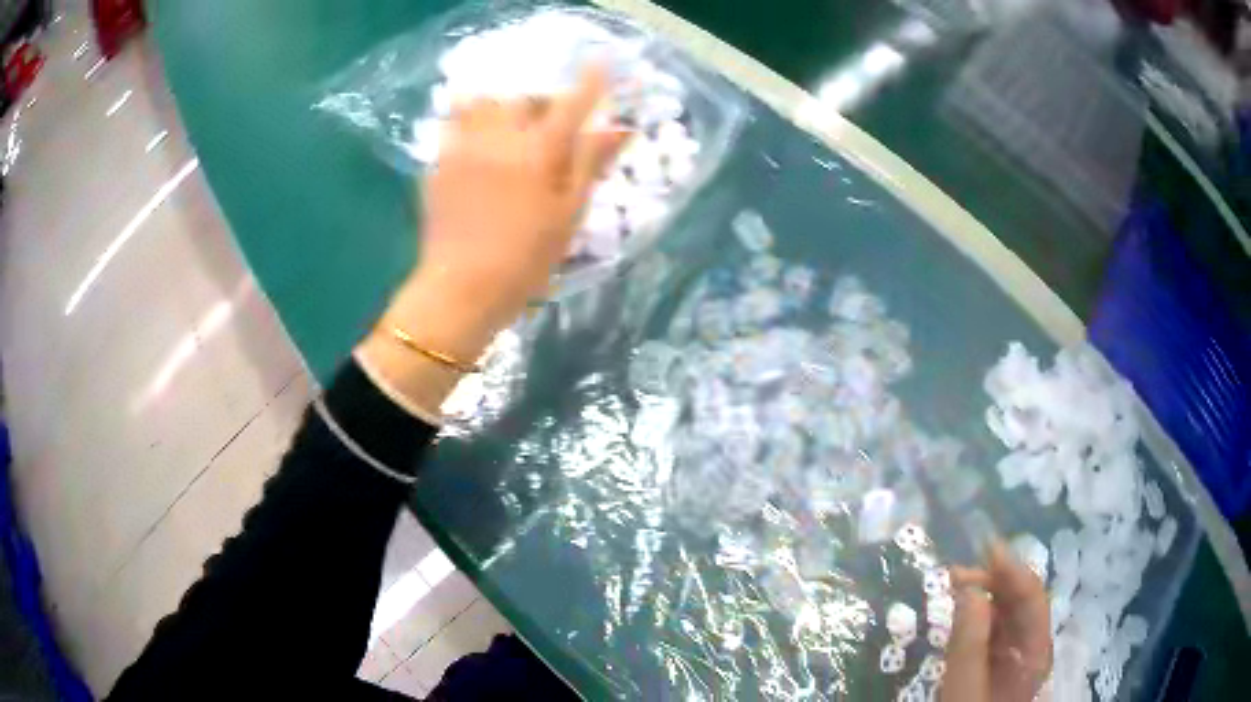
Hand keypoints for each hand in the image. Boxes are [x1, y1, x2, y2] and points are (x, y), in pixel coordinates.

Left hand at [356, 65, 629, 413]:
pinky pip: (455, 123)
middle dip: (541, 102)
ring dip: (502, 105)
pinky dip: (470, 121)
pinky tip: (479, 143)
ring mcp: (463, 147)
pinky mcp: (439, 162)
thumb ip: (591, 162)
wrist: (462, 288)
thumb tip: (621, 128)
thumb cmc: (526, 258)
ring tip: (509, 128)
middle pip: (524, 97)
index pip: (572, 102)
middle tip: (549, 125)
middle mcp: (499, 137)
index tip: (600, 62)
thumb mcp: (569, 213)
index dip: (590, 80)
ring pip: (483, 102)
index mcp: (539, 151)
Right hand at [943, 542, 1051, 701]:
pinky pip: (992, 628)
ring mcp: (1015, 654)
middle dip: (993, 580)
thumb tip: (970, 590)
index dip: (1012, 569)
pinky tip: (960, 610)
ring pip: (1005, 612)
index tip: (985, 547)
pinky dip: (976, 613)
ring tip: (953, 585)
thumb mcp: (964, 689)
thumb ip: (969, 643)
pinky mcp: (997, 661)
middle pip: (1020, 601)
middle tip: (955, 573)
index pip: (1031, 598)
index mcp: (1035, 652)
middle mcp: (1031, 646)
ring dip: (983, 593)